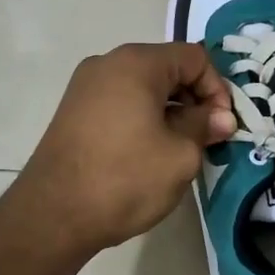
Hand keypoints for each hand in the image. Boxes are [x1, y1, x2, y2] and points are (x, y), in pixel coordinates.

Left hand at [9, 43, 235, 260]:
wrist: (51, 216)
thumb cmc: (124, 179)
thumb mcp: (180, 155)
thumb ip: (205, 127)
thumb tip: (221, 118)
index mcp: (137, 63)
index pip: (194, 57)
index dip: (217, 89)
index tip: (222, 125)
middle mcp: (108, 63)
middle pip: (167, 68)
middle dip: (194, 100)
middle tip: (206, 138)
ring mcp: (85, 86)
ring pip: (144, 86)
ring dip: (169, 111)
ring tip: (179, 149)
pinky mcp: (73, 110)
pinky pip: (121, 101)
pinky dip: (143, 117)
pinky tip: (148, 152)